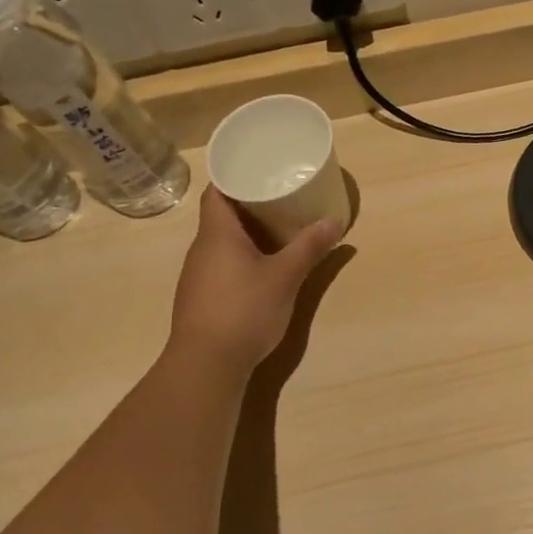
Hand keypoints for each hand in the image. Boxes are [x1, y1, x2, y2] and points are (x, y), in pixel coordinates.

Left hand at [166, 188, 340, 372]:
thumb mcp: (286, 276)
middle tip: (280, 195)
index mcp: (217, 234)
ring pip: (221, 242)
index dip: (233, 176)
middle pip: (220, 215)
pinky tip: (262, 266)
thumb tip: (335, 220)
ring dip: (245, 232)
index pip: (216, 191)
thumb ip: (310, 247)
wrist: (206, 365)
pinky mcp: (201, 298)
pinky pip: (221, 264)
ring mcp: (197, 276)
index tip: (258, 168)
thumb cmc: (244, 310)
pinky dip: (241, 256)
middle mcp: (201, 249)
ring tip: (277, 227)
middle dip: (248, 204)